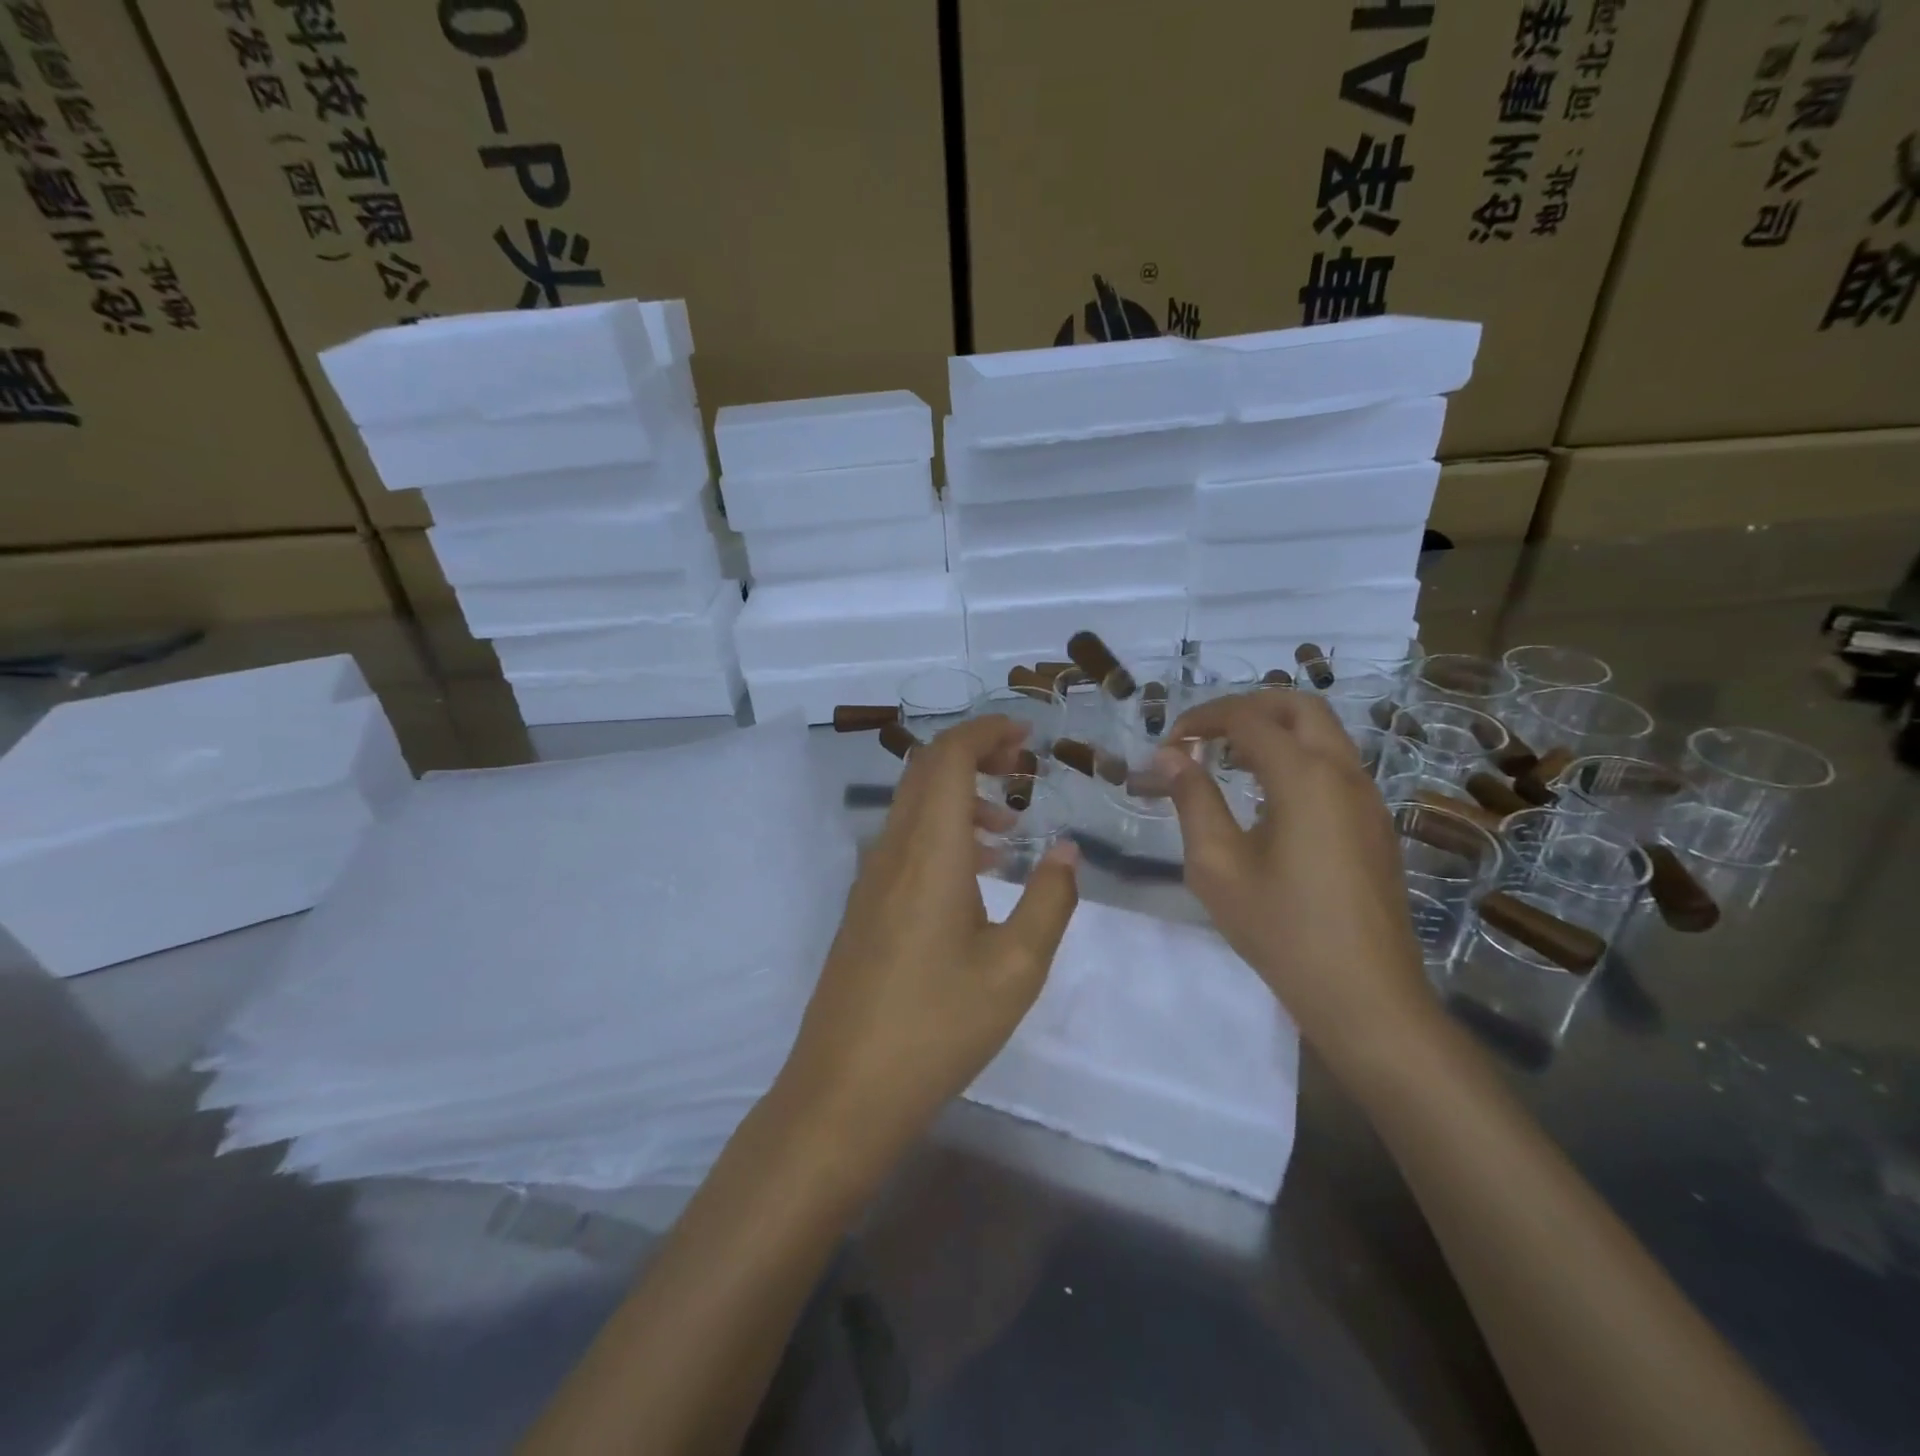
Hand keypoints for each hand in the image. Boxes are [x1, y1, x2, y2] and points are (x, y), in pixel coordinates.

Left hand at [773, 715, 1079, 1176]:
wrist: (845, 1090)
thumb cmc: (938, 1027)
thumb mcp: (1016, 967)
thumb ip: (1050, 899)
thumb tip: (1068, 849)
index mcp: (928, 852)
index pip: (947, 758)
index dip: (986, 732)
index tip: (1027, 736)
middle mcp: (891, 851)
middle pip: (925, 771)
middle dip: (975, 753)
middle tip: (1023, 767)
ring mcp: (869, 878)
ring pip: (913, 806)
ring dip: (959, 795)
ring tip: (1010, 826)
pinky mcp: (864, 906)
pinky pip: (904, 841)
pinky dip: (941, 830)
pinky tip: (976, 872)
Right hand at [1155, 691, 1434, 1068]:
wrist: (1365, 996)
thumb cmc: (1281, 930)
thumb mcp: (1217, 865)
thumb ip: (1193, 800)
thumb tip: (1172, 756)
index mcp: (1304, 777)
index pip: (1248, 719)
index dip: (1203, 720)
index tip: (1170, 744)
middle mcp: (1344, 773)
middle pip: (1298, 706)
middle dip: (1246, 708)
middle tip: (1204, 735)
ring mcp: (1368, 799)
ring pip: (1323, 733)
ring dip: (1273, 731)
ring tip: (1227, 761)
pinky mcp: (1375, 825)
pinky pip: (1335, 766)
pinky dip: (1296, 758)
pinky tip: (1266, 798)